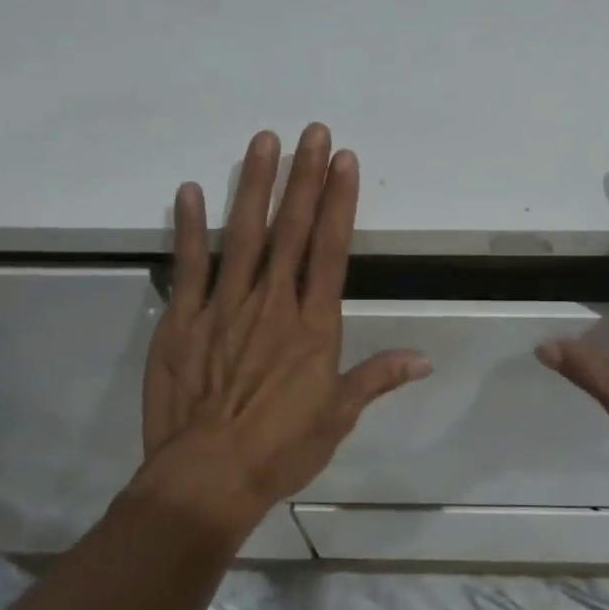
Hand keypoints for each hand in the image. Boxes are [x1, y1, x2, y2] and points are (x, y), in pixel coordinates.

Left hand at [137, 124, 430, 538]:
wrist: (208, 478)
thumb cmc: (281, 449)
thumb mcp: (338, 417)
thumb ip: (377, 378)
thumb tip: (425, 358)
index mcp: (313, 325)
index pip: (329, 249)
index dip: (338, 201)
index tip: (343, 160)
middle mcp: (272, 304)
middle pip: (291, 230)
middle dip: (304, 177)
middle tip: (311, 131)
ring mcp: (223, 307)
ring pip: (243, 235)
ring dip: (254, 185)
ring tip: (262, 142)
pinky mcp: (182, 320)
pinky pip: (188, 266)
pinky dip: (189, 227)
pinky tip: (190, 190)